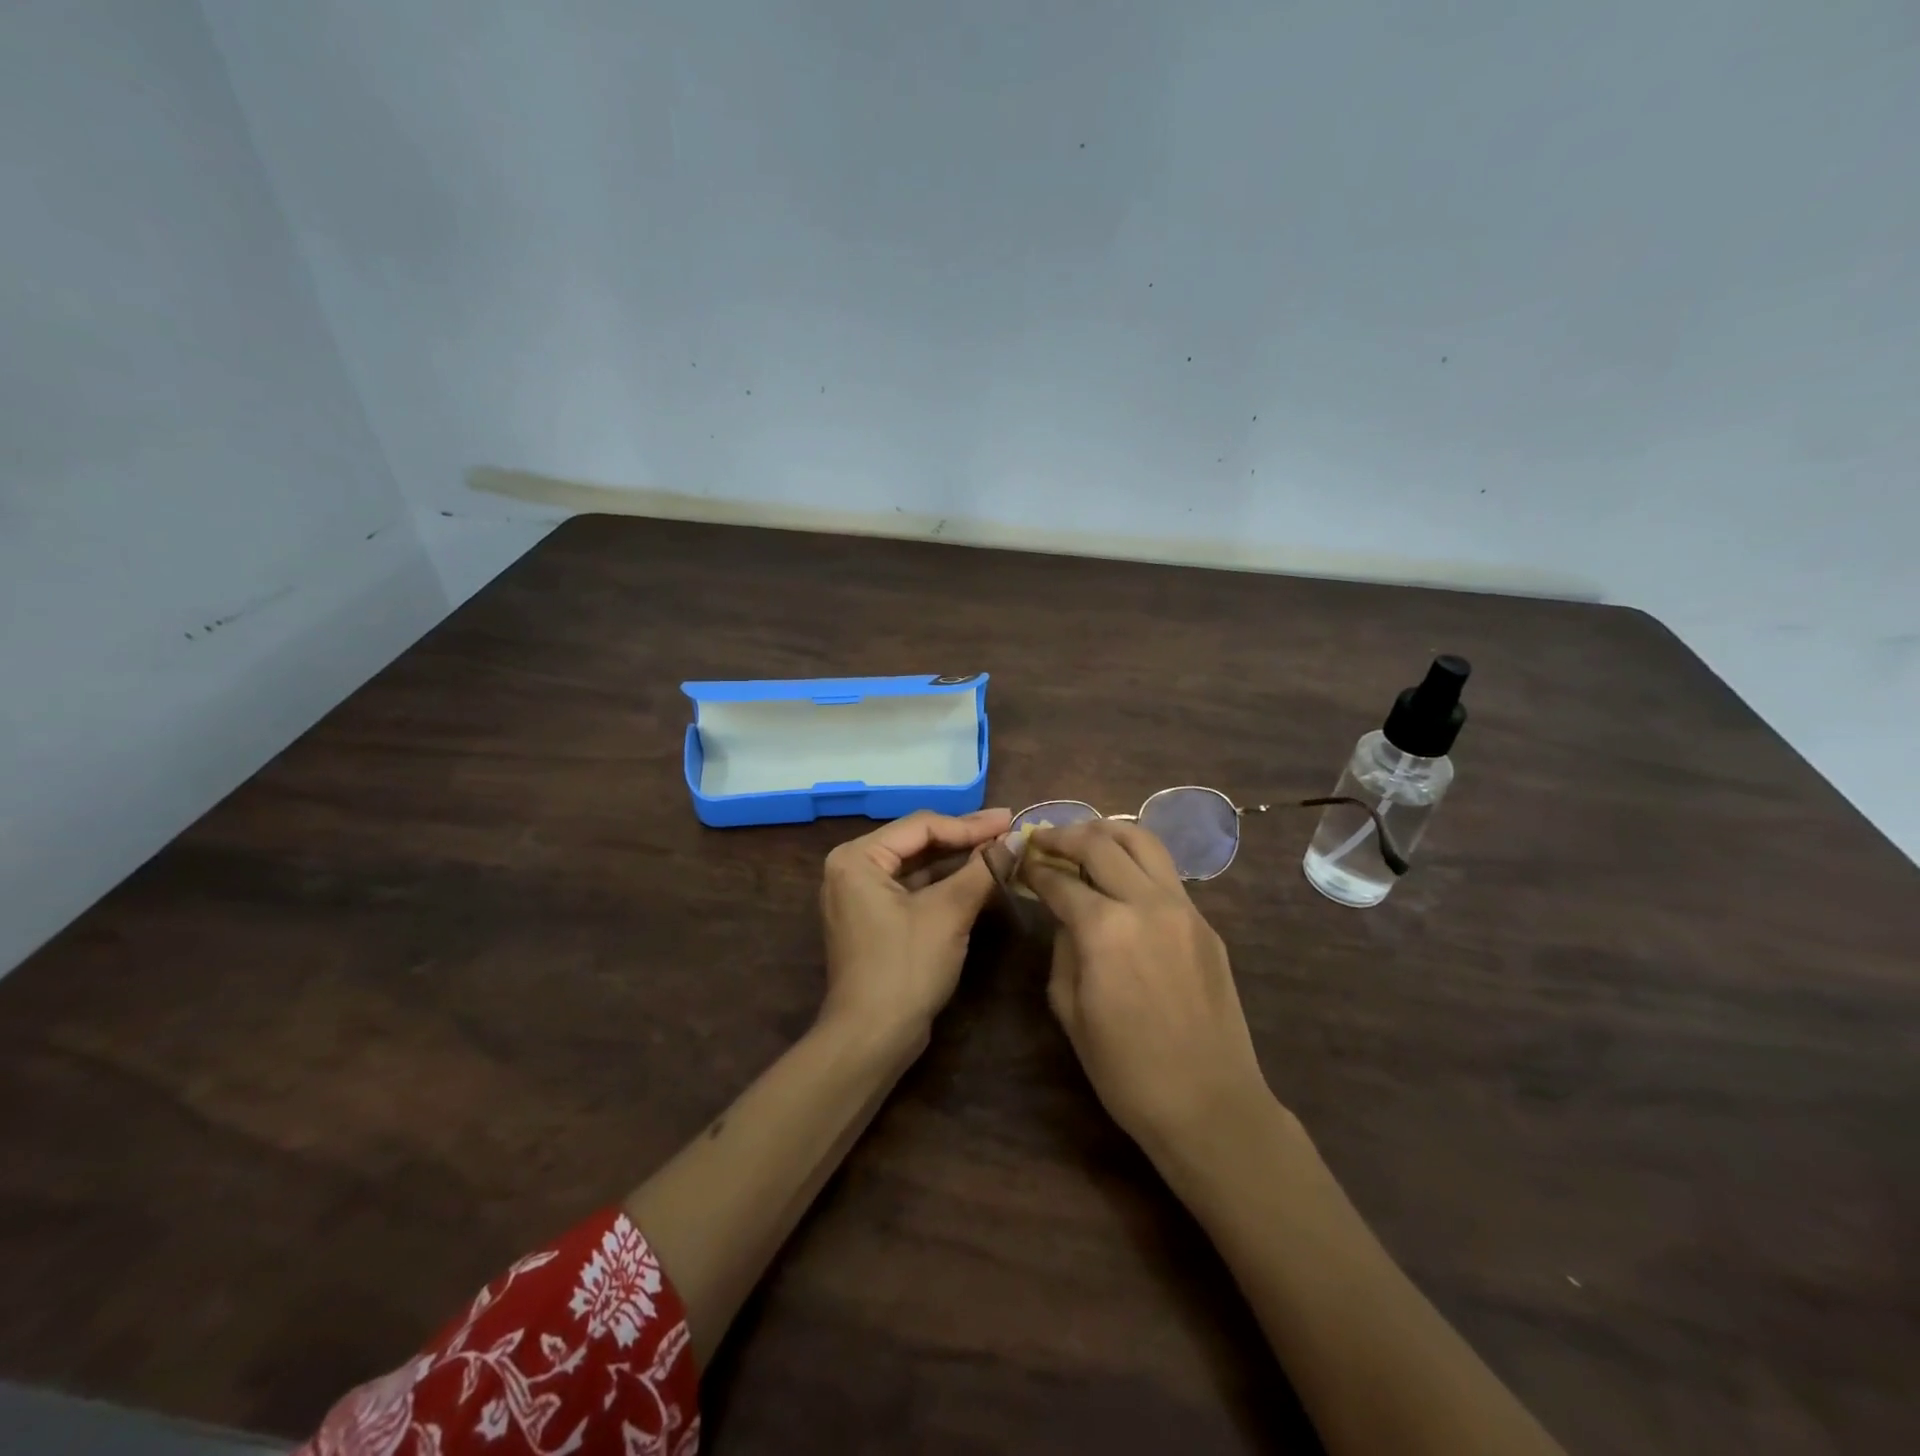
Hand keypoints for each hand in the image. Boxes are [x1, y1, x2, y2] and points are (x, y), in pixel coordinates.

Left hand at [818, 808, 1012, 1044]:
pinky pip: (914, 890)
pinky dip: (945, 885)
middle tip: (1009, 830)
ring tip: (1001, 851)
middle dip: (965, 839)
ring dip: (959, 861)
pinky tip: (979, 879)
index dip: (970, 824)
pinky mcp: (875, 920)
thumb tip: (1017, 839)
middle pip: (919, 843)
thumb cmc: (905, 967)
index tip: (1010, 820)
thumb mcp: (948, 913)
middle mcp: (853, 869)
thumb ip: (982, 870)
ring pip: (918, 867)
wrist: (871, 1039)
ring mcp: (861, 896)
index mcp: (857, 857)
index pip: (922, 826)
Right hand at [1020, 819, 1273, 1154]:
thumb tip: (1067, 915)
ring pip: (1143, 841)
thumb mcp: (1071, 1010)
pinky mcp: (1206, 923)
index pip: (1060, 880)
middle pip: (1101, 842)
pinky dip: (1137, 861)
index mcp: (1105, 928)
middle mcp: (1146, 903)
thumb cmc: (1125, 1070)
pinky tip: (1122, 878)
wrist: (1208, 1104)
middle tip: (1046, 840)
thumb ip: (1063, 948)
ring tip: (1085, 839)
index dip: (1034, 868)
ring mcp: (1183, 908)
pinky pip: (1166, 874)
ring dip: (1107, 832)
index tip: (1020, 862)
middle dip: (1066, 835)